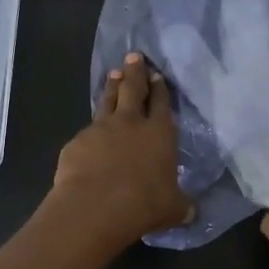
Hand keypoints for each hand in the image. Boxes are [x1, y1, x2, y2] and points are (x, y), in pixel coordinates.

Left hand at [50, 53, 193, 246]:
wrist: (95, 207)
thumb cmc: (143, 204)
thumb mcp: (172, 208)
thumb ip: (181, 205)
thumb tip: (190, 212)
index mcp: (159, 133)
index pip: (161, 103)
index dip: (160, 88)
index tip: (157, 74)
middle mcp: (130, 123)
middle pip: (132, 89)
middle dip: (135, 72)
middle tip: (134, 56)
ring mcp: (100, 129)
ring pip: (107, 100)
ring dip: (111, 87)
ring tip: (113, 74)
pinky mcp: (77, 142)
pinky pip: (87, 131)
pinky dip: (91, 130)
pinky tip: (90, 136)